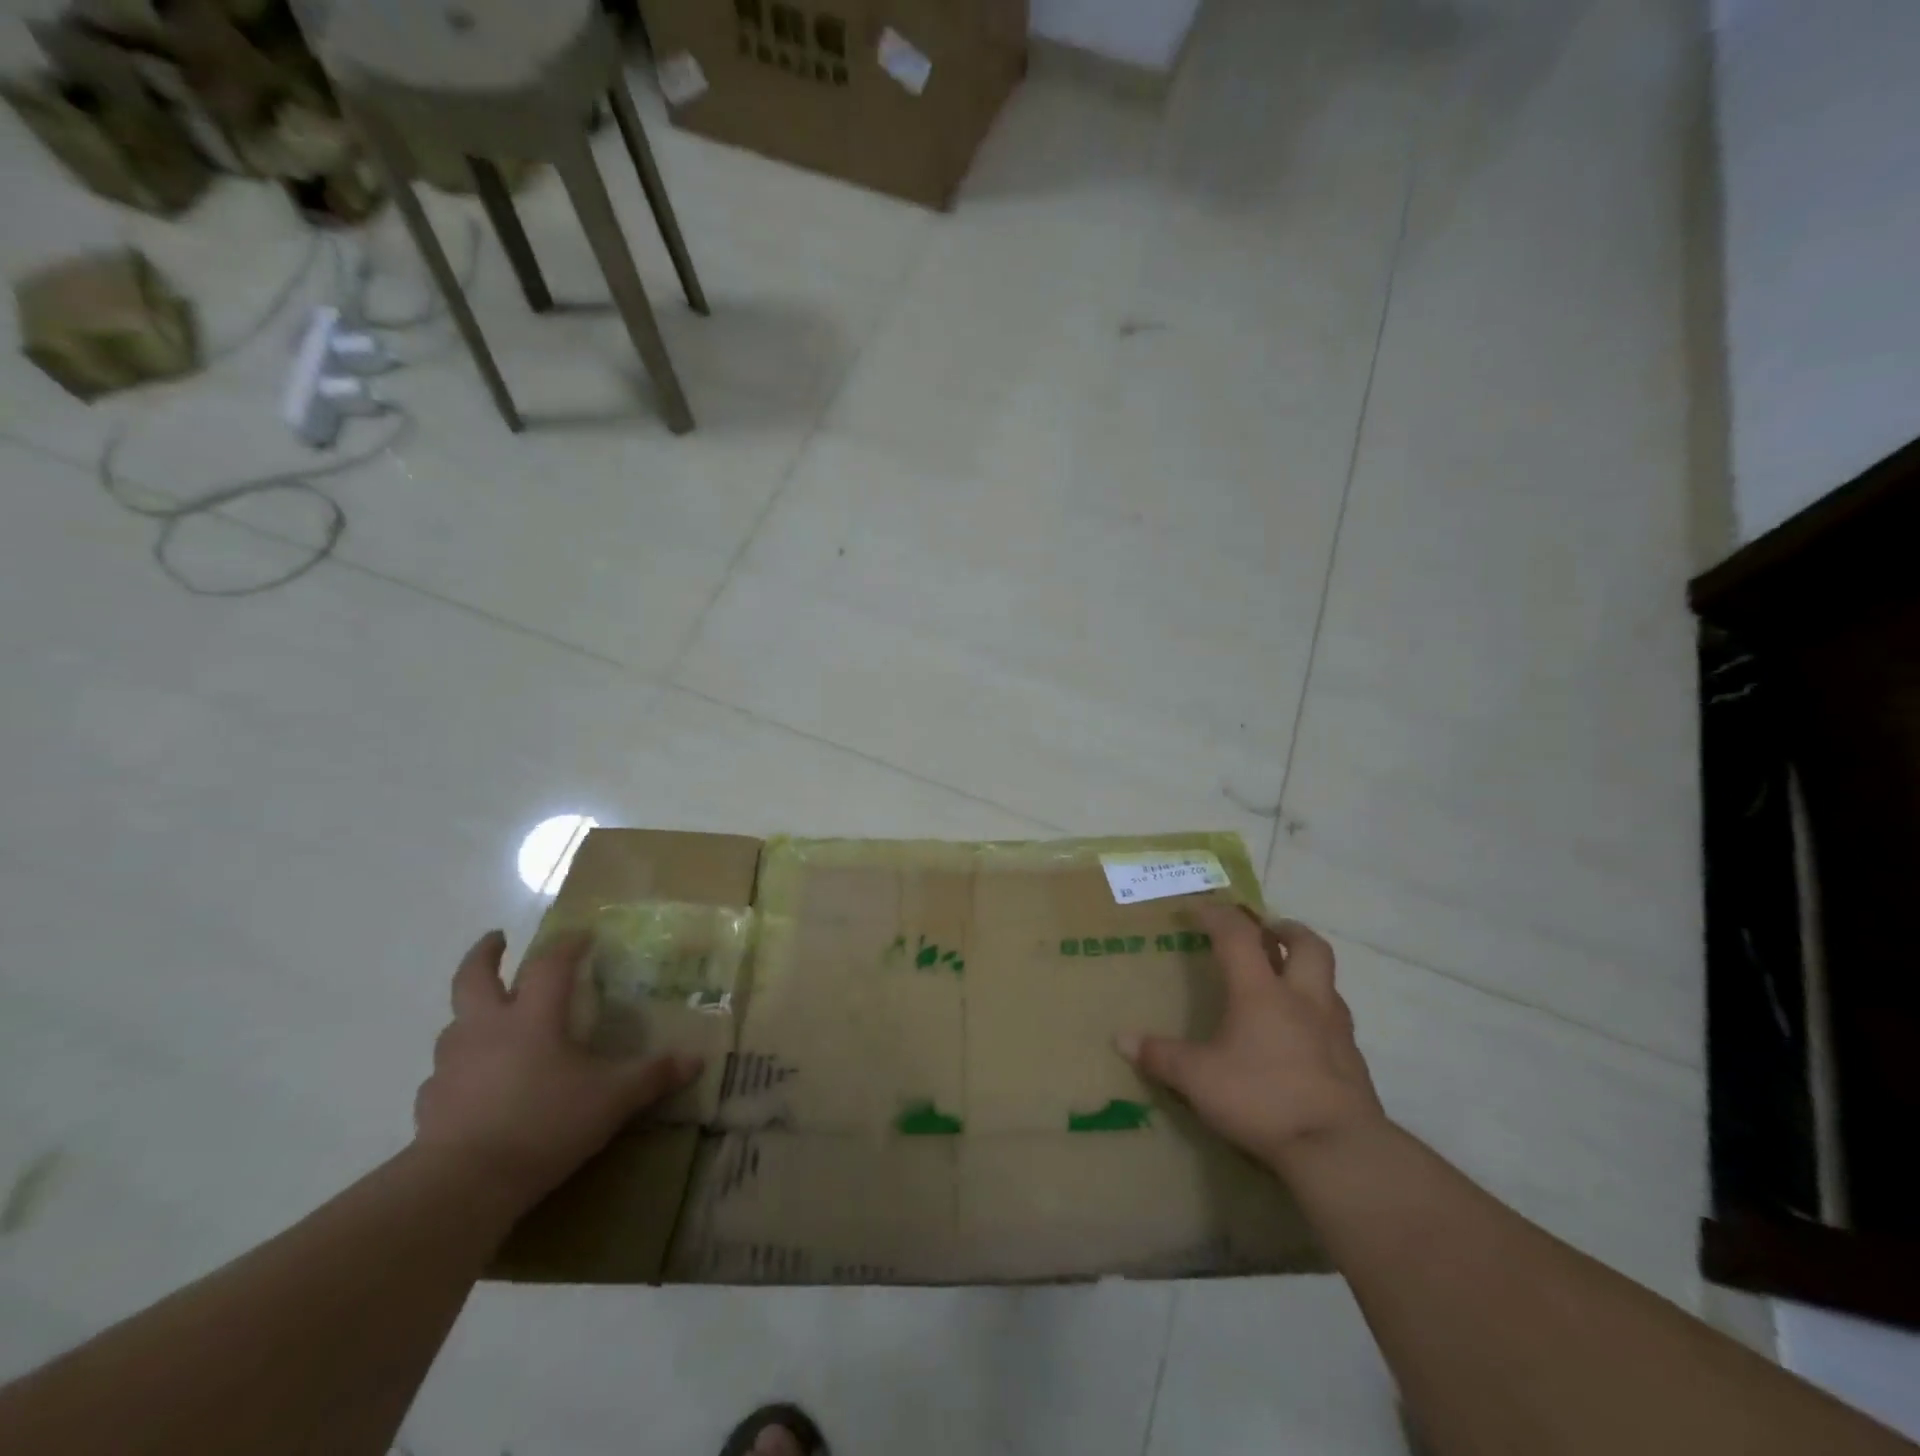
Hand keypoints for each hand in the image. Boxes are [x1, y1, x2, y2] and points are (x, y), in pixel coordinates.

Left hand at [412, 930, 700, 1210]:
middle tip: (498, 940)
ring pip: (454, 1023)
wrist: (463, 1185)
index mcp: (533, 1017)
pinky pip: (443, 1074)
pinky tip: (473, 1085)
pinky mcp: (429, 1103)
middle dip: (485, 954)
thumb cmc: (545, 1124)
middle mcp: (487, 1029)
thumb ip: (653, 1076)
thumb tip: (696, 1060)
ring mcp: (452, 1065)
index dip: (567, 944)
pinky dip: (459, 1069)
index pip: (549, 964)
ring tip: (489, 1018)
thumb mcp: (613, 1099)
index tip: (582, 934)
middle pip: (474, 977)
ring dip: (470, 1013)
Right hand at [1118, 904, 1384, 1169]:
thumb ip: (1161, 1056)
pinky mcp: (1353, 1062)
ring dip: (1307, 971)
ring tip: (1285, 982)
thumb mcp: (1198, 1079)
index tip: (1198, 910)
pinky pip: (1336, 1021)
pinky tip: (1303, 1037)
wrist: (1339, 1150)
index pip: (1237, 936)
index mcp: (1260, 992)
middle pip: (1306, 945)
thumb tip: (1121, 1039)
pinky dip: (1319, 1015)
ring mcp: (1335, 1029)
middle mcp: (1303, 999)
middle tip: (1267, 930)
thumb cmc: (1262, 1099)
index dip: (1217, 916)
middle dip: (1285, 929)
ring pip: (1328, 982)